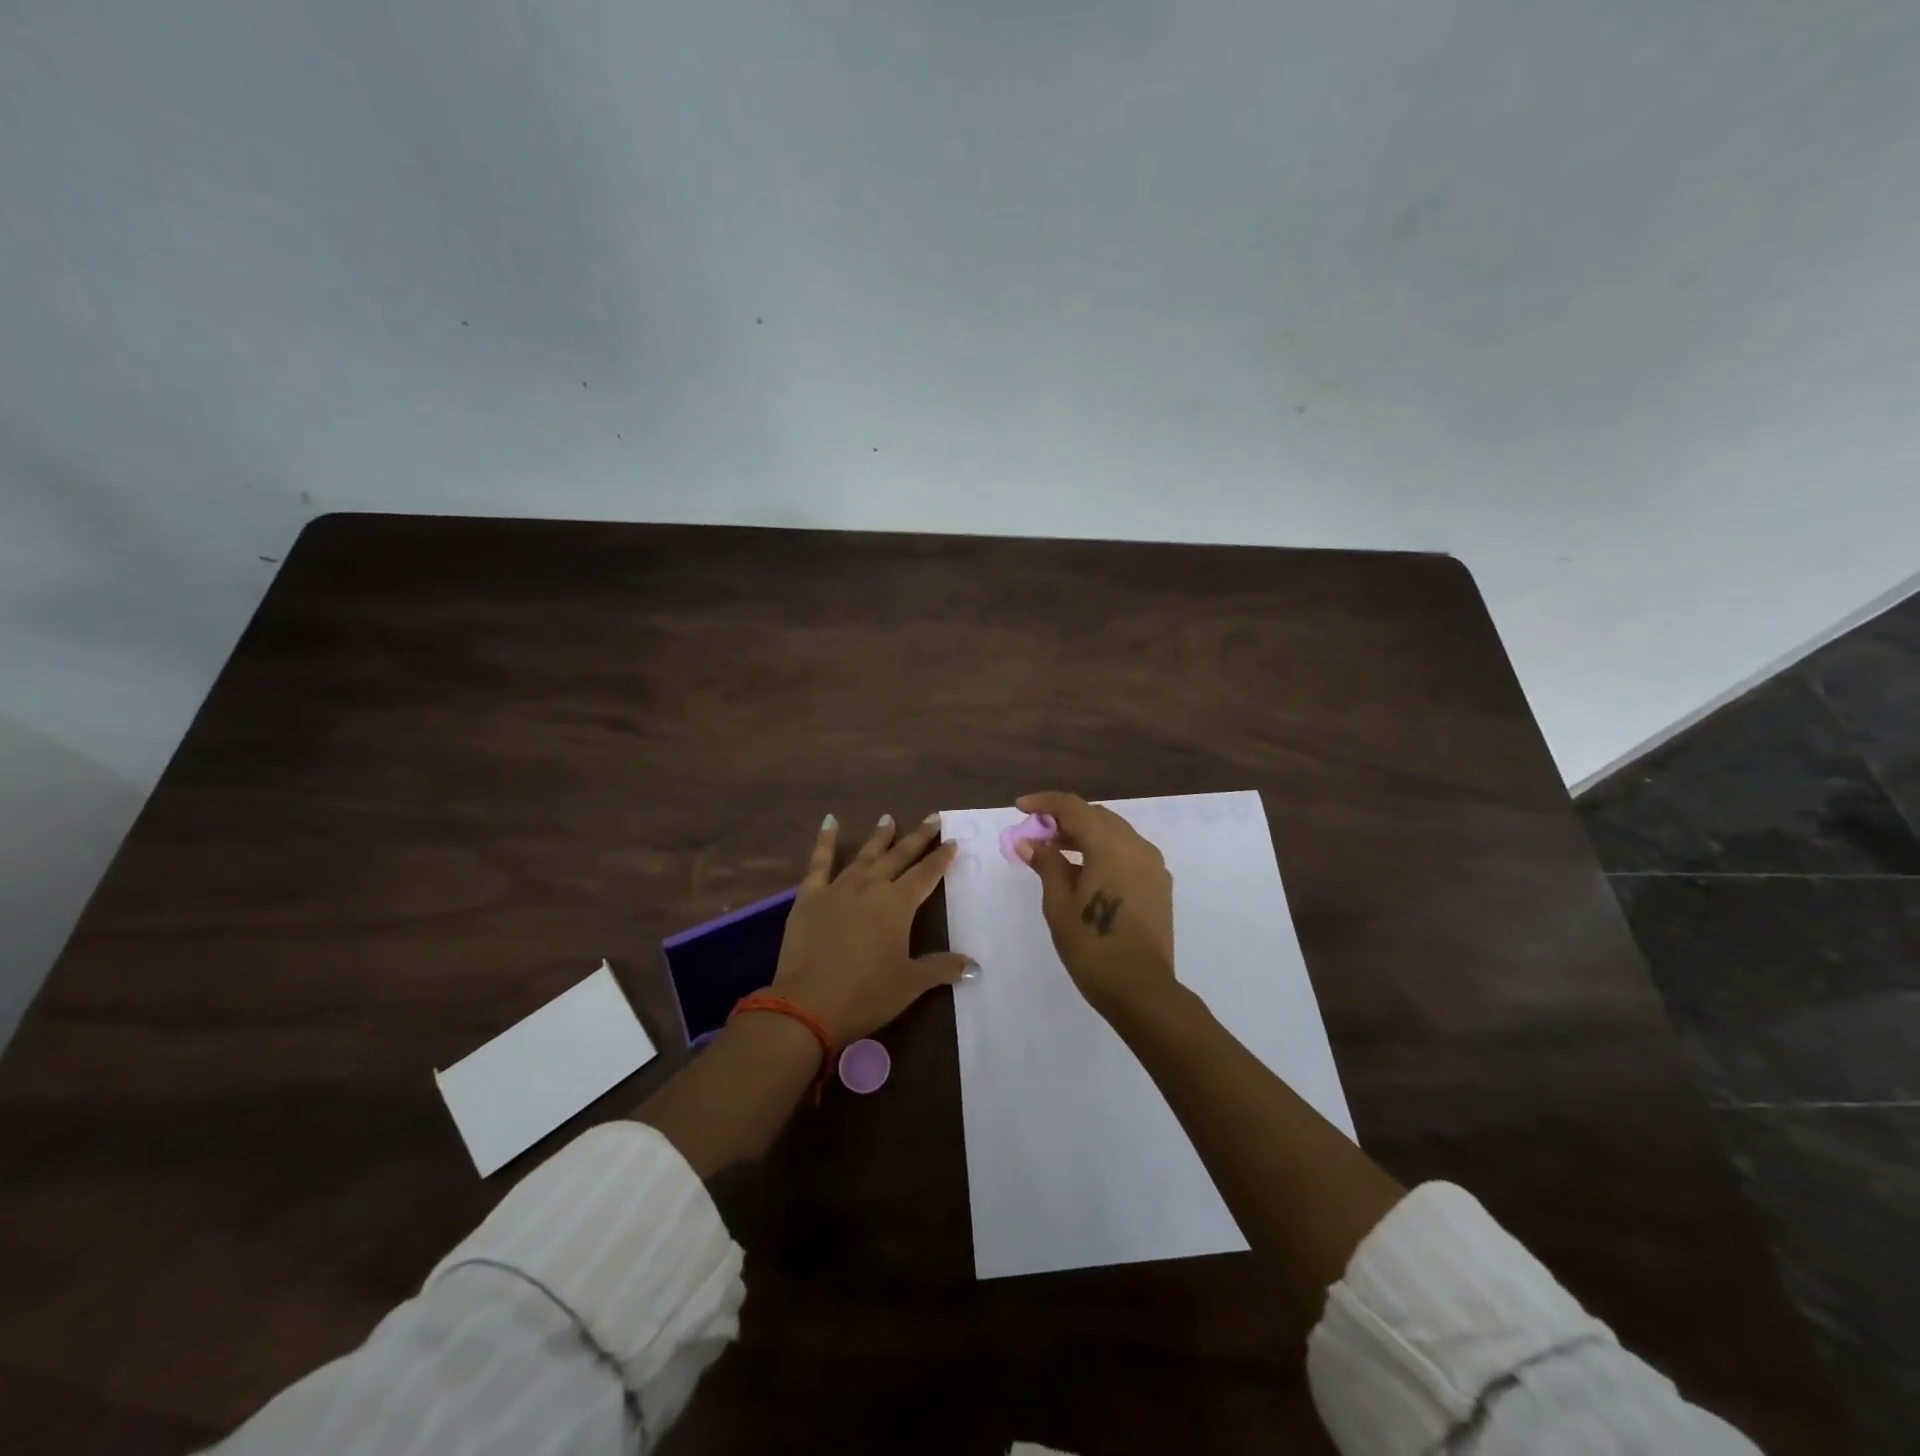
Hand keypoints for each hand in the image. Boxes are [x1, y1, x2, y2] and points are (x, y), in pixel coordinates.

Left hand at [771, 812, 972, 1046]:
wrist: (808, 1005)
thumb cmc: (866, 995)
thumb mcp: (910, 984)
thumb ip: (941, 968)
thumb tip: (974, 966)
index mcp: (898, 904)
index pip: (926, 874)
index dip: (941, 858)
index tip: (952, 842)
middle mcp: (871, 887)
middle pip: (899, 856)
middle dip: (918, 837)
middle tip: (932, 818)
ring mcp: (838, 888)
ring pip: (864, 855)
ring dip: (879, 837)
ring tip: (889, 818)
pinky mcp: (809, 896)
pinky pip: (819, 862)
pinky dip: (825, 840)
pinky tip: (830, 821)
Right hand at [1013, 791, 1176, 1021]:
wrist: (1141, 990)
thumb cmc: (1092, 946)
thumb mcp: (1059, 904)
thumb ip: (1046, 864)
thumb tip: (1029, 841)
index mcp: (1111, 845)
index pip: (1074, 807)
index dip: (1045, 803)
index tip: (1020, 807)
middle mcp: (1137, 846)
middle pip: (1096, 816)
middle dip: (1064, 819)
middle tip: (1035, 833)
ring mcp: (1152, 865)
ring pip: (1114, 833)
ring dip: (1084, 834)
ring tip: (1054, 851)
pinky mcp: (1158, 884)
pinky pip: (1127, 852)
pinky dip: (1102, 851)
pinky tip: (1082, 870)